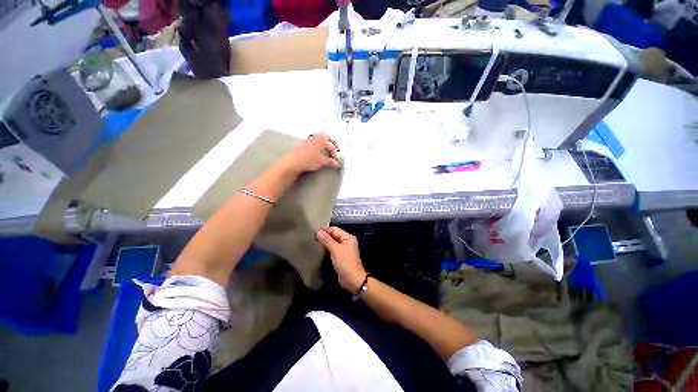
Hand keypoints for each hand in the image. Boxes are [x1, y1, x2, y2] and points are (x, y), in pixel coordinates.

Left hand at [280, 133, 339, 176]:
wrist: (293, 162)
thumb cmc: (308, 160)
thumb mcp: (322, 162)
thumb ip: (331, 162)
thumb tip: (336, 163)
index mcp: (322, 138)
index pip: (332, 146)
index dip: (336, 153)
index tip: (336, 160)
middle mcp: (315, 137)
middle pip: (326, 139)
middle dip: (331, 144)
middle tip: (335, 151)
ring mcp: (308, 140)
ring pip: (319, 141)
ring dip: (324, 146)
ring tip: (327, 153)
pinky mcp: (303, 144)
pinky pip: (313, 144)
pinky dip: (318, 148)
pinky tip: (317, 154)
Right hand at [316, 227, 366, 292]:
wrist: (353, 280)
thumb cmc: (346, 263)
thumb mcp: (336, 250)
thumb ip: (327, 240)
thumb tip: (318, 231)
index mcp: (347, 237)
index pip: (334, 229)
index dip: (324, 230)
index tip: (313, 232)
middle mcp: (346, 241)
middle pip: (333, 235)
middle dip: (324, 236)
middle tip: (312, 238)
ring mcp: (343, 249)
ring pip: (332, 242)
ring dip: (324, 243)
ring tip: (313, 243)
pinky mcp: (340, 256)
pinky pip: (332, 249)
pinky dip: (326, 249)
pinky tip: (318, 250)